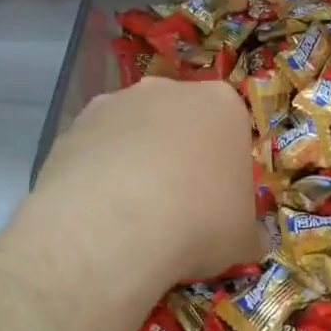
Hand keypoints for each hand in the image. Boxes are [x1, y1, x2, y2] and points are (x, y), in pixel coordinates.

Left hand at [25, 78, 258, 289]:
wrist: (116, 224)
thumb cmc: (199, 220)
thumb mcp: (242, 237)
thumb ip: (249, 231)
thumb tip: (255, 241)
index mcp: (222, 104)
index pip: (230, 127)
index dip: (224, 164)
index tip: (217, 199)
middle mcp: (169, 89)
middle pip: (180, 119)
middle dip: (178, 153)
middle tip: (176, 204)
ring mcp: (118, 102)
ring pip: (133, 130)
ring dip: (135, 159)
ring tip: (131, 212)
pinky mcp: (76, 124)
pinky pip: (95, 147)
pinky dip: (98, 171)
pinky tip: (99, 211)